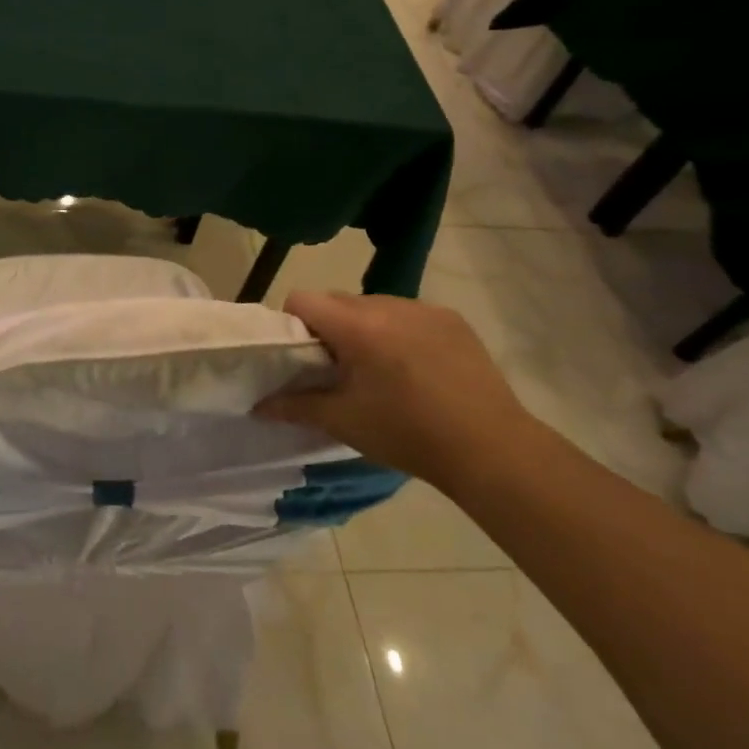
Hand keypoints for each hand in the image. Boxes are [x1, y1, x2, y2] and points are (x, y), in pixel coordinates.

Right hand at [259, 292, 532, 488]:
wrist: (492, 449)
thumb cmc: (408, 434)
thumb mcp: (344, 422)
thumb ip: (295, 406)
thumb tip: (256, 405)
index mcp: (356, 326)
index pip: (302, 299)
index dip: (292, 324)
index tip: (302, 357)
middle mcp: (387, 304)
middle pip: (337, 300)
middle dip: (328, 327)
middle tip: (338, 370)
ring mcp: (424, 308)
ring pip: (373, 305)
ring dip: (364, 328)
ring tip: (381, 371)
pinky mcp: (452, 319)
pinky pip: (408, 314)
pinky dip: (399, 332)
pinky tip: (416, 369)